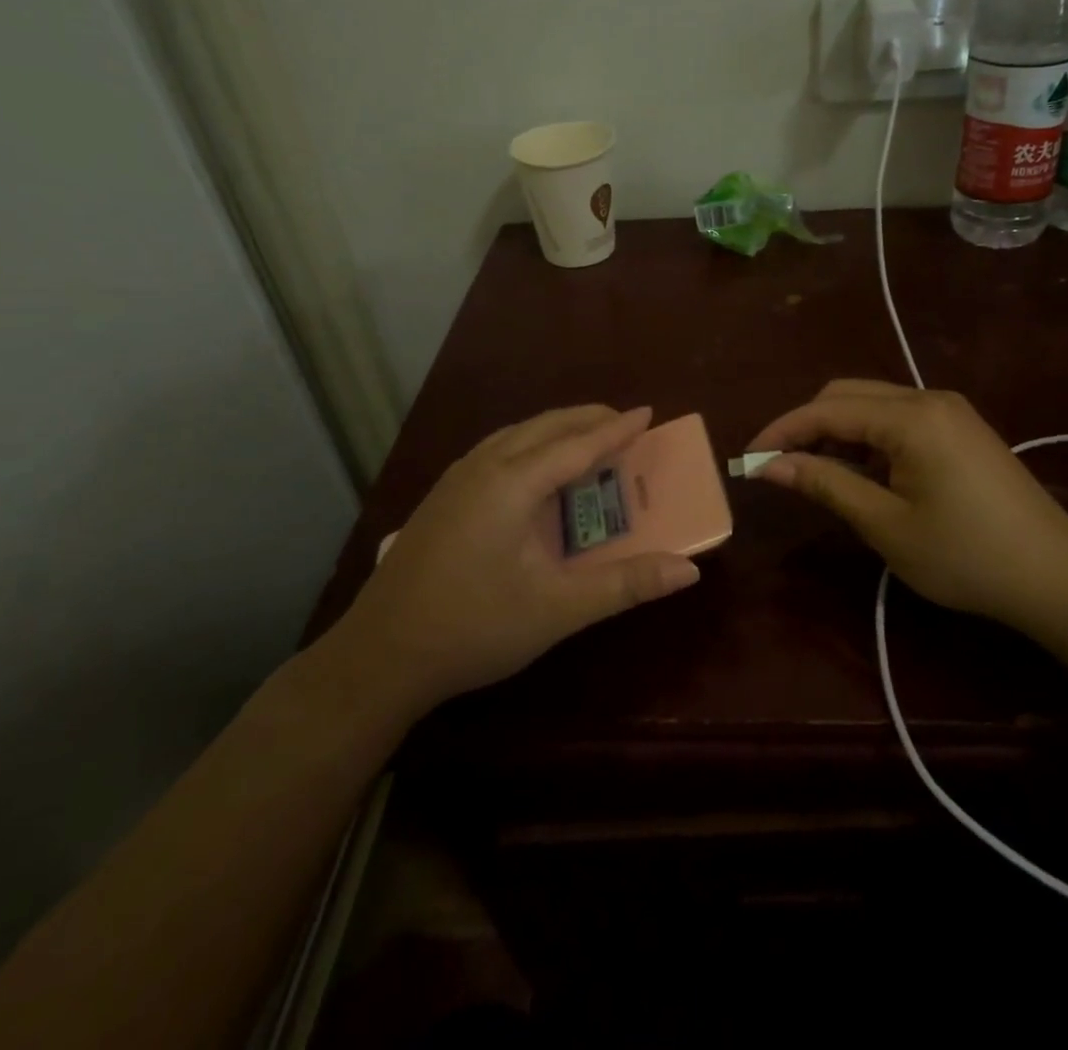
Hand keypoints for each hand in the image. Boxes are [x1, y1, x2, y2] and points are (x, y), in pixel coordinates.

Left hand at [340, 405, 700, 713]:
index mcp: (512, 484)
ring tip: (585, 438)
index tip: (648, 411)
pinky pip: (496, 450)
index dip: (616, 429)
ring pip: (515, 435)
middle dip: (586, 419)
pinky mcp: (441, 498)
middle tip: (623, 422)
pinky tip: (532, 470)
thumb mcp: (556, 610)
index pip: (577, 445)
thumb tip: (688, 571)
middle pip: (543, 427)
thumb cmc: (473, 627)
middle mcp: (483, 468)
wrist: (379, 656)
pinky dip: (529, 445)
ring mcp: (455, 480)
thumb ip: (624, 585)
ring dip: (555, 429)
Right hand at [746, 380, 1067, 631]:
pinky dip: (867, 439)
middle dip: (806, 425)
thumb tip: (769, 464)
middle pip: (847, 394)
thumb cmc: (966, 556)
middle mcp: (928, 398)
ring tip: (815, 474)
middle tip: (779, 468)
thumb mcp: (886, 525)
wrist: (1058, 576)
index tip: (748, 459)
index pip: (826, 409)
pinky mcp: (960, 428)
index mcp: (910, 417)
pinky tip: (862, 474)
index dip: (782, 431)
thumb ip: (825, 484)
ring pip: (872, 404)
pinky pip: (897, 419)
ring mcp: (949, 411)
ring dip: (836, 432)